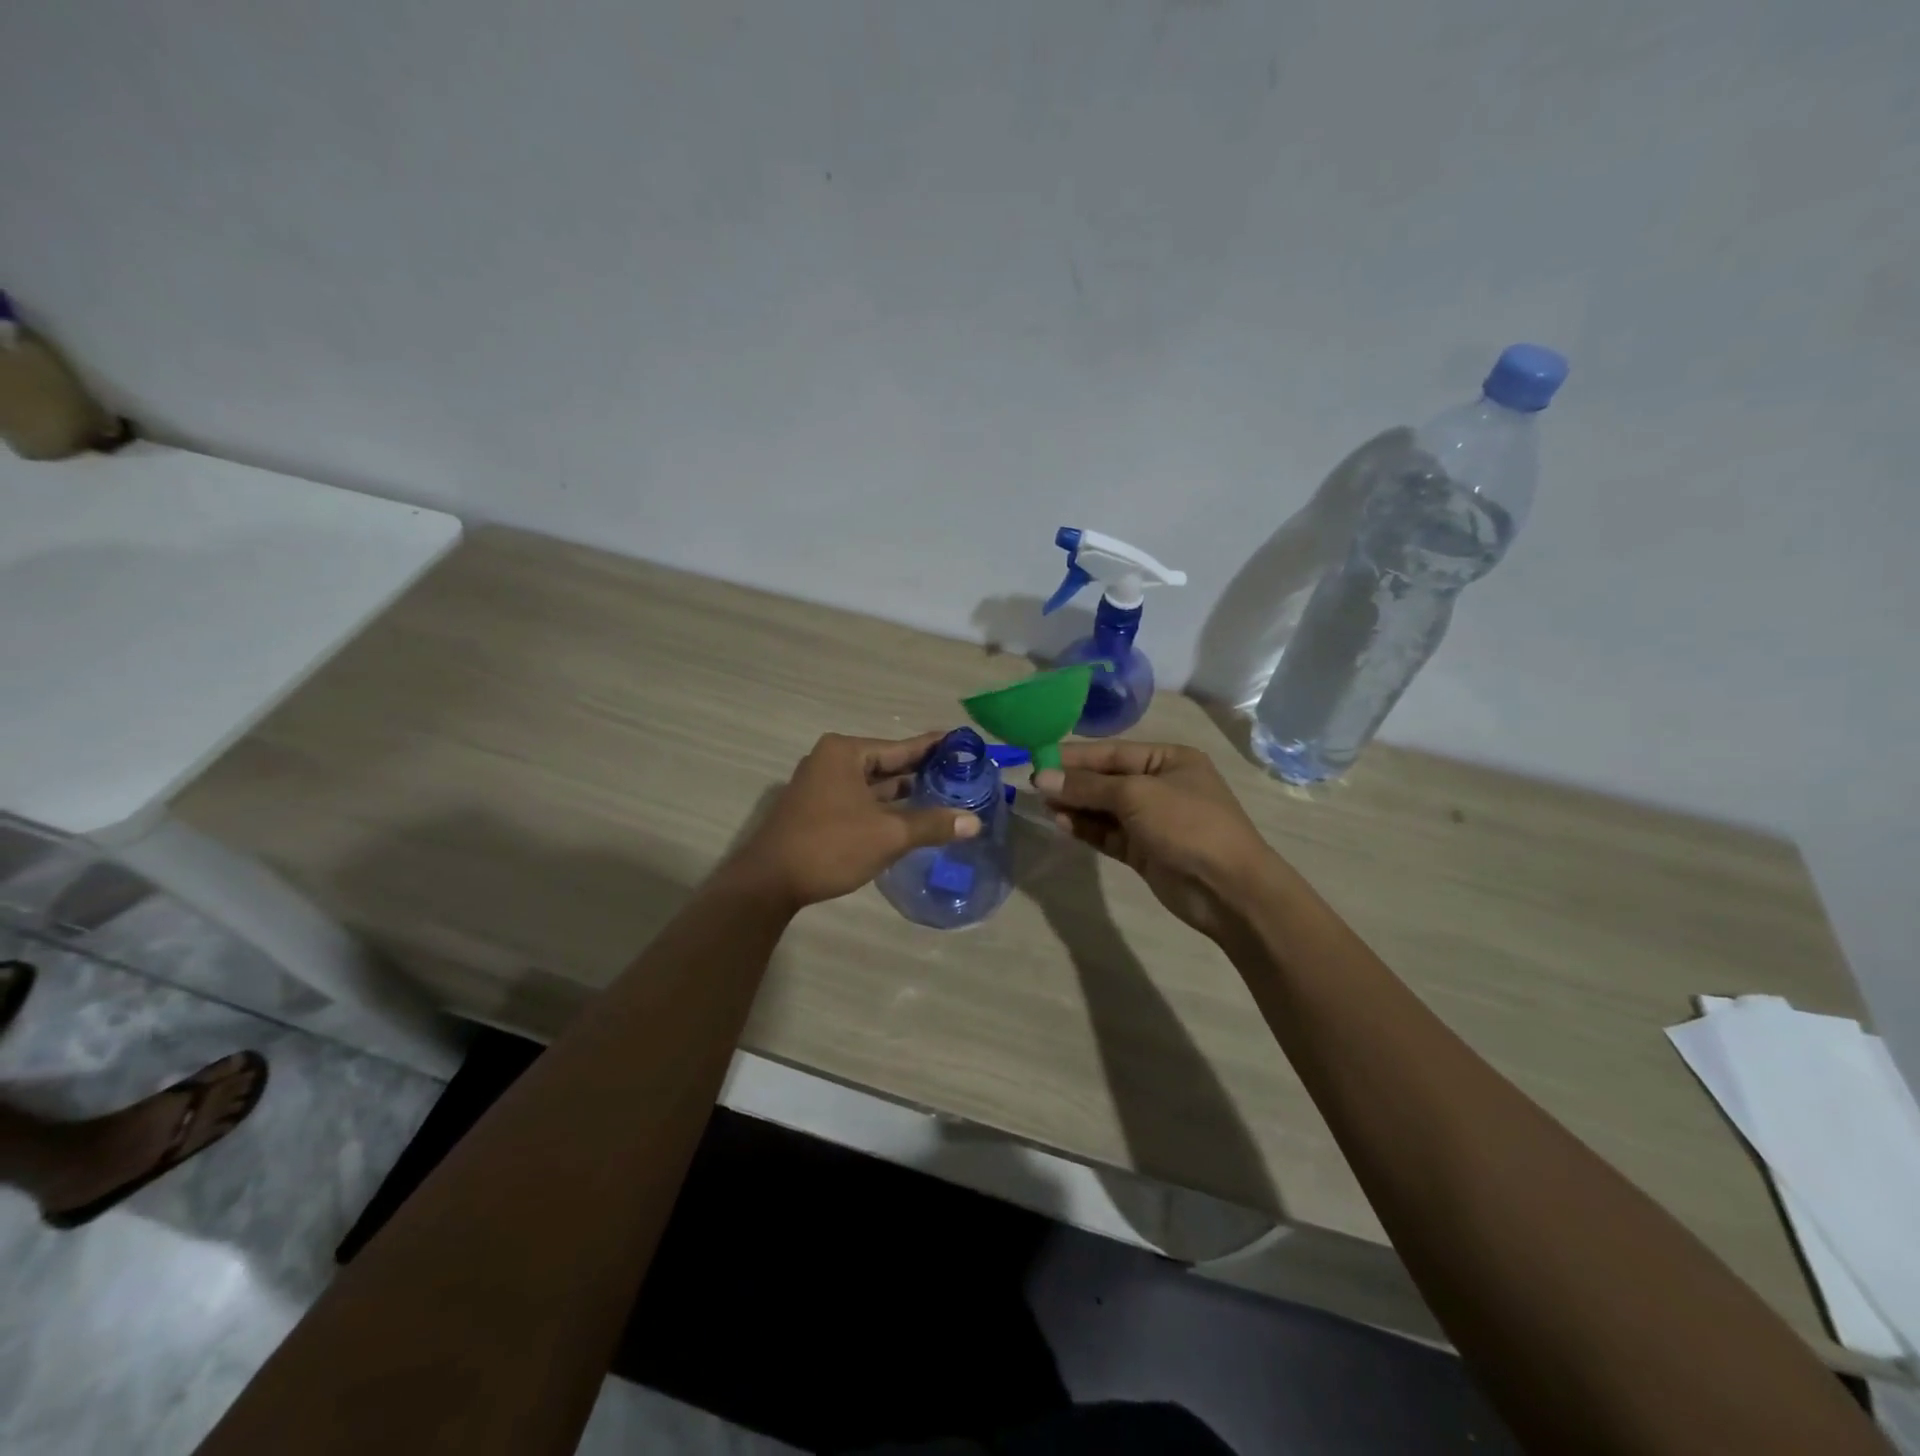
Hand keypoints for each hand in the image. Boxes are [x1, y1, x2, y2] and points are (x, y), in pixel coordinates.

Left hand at [725, 732, 980, 910]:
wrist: (768, 883)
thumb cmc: (830, 846)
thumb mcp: (888, 835)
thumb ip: (932, 824)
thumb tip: (974, 822)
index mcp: (846, 753)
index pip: (901, 746)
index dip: (934, 747)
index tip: (964, 744)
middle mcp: (832, 761)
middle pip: (888, 764)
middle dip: (922, 773)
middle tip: (962, 776)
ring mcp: (821, 786)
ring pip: (874, 786)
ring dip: (905, 794)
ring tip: (945, 796)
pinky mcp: (817, 810)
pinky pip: (861, 801)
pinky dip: (885, 808)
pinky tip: (912, 818)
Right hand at [1034, 741, 1280, 937]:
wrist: (1228, 889)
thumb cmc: (1187, 825)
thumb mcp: (1136, 795)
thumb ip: (1087, 787)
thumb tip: (1041, 778)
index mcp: (1169, 760)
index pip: (1113, 752)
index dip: (1075, 756)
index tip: (1038, 759)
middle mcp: (1160, 785)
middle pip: (1107, 779)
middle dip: (1073, 782)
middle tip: (1034, 785)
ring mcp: (1153, 820)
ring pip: (1105, 808)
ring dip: (1076, 806)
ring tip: (1043, 805)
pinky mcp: (1144, 850)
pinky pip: (1108, 833)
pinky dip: (1087, 828)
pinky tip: (1062, 824)